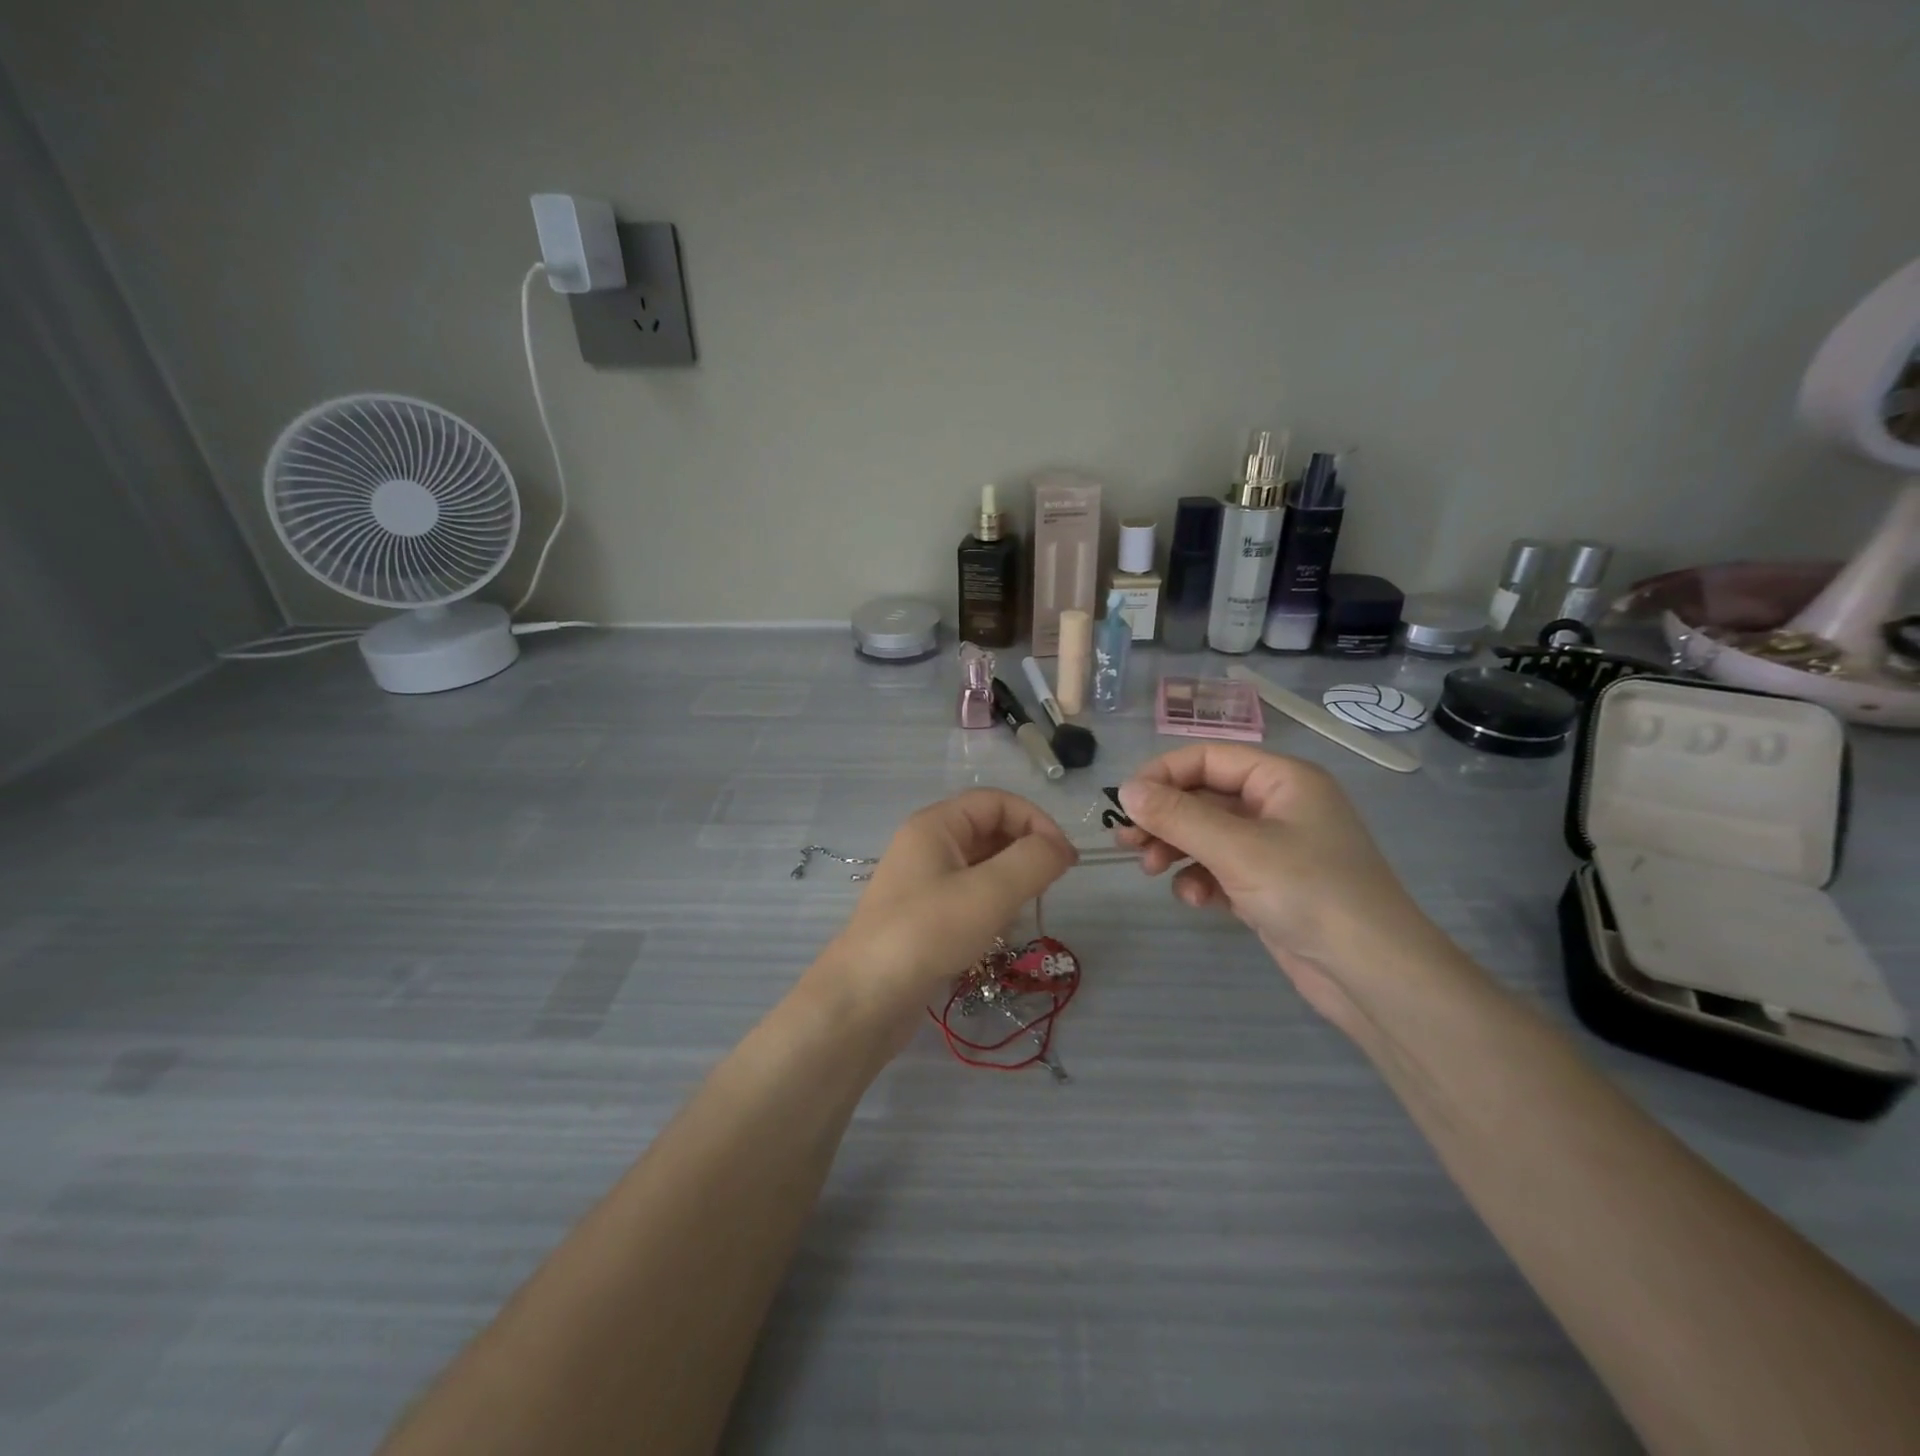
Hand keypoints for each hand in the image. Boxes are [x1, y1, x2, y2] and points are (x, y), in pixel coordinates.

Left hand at [812, 790, 1076, 1040]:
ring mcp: (923, 882)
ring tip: (1024, 912)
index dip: (1036, 821)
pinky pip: (969, 896)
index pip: (997, 802)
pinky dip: (992, 906)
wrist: (865, 998)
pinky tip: (999, 933)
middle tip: (1049, 887)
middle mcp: (927, 845)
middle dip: (1025, 852)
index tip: (1065, 859)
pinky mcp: (924, 916)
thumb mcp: (989, 892)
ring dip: (1011, 882)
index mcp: (936, 825)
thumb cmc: (927, 933)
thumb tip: (1060, 848)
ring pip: (982, 866)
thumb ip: (1033, 861)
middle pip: (989, 830)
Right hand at [1115, 745, 1451, 1024]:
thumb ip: (1177, 816)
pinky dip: (1200, 879)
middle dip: (1164, 818)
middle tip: (1125, 842)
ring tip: (1149, 870)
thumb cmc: (1309, 893)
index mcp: (1282, 779)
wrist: (1374, 975)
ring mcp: (1275, 848)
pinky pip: (1221, 868)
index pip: (1209, 758)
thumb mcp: (1236, 849)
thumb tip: (1125, 790)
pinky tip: (1194, 900)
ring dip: (1175, 849)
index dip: (1163, 774)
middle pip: (1204, 797)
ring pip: (1207, 834)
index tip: (1125, 803)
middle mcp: (1278, 806)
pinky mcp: (1270, 886)